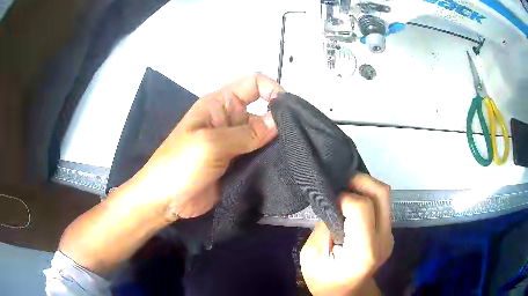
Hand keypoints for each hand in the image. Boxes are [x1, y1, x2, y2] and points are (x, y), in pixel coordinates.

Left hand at [127, 73, 283, 220]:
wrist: (166, 201)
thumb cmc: (180, 165)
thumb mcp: (211, 144)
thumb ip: (246, 134)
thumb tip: (278, 122)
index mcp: (220, 104)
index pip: (252, 84)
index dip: (272, 90)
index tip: (290, 109)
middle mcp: (230, 120)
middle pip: (263, 111)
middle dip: (280, 121)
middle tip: (299, 138)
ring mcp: (235, 144)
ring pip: (264, 136)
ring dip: (277, 143)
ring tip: (295, 155)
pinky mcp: (238, 164)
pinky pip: (260, 157)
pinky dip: (271, 160)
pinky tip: (284, 168)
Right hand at [300, 174, 392, 295]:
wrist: (347, 294)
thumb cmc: (325, 280)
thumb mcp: (311, 257)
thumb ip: (324, 227)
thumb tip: (334, 204)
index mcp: (363, 250)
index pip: (362, 207)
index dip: (343, 197)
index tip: (330, 202)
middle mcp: (383, 239)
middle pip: (382, 193)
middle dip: (360, 180)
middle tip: (341, 183)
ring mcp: (390, 235)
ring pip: (384, 196)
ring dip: (365, 187)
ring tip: (346, 192)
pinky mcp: (389, 233)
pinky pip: (382, 205)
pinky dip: (368, 197)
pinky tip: (353, 204)